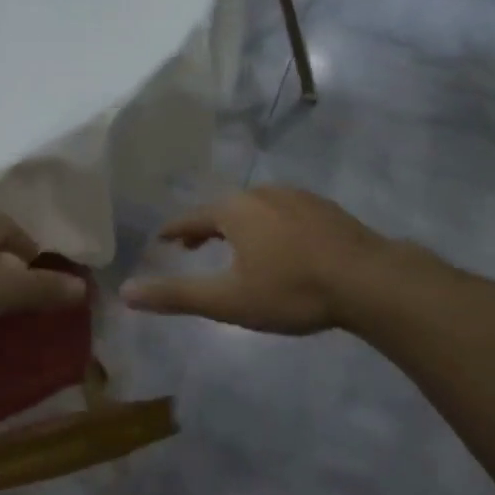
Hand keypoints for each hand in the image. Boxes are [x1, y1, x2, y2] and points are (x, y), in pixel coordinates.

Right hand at [120, 187, 435, 334]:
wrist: (369, 280)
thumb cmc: (292, 289)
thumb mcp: (229, 300)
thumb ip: (177, 295)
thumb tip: (125, 292)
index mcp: (234, 210)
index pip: (192, 218)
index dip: (174, 230)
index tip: (162, 238)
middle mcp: (261, 194)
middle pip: (223, 209)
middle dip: (206, 228)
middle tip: (194, 246)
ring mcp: (297, 197)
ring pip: (256, 209)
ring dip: (239, 226)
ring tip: (237, 247)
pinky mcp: (325, 208)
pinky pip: (284, 213)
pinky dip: (270, 226)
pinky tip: (283, 246)